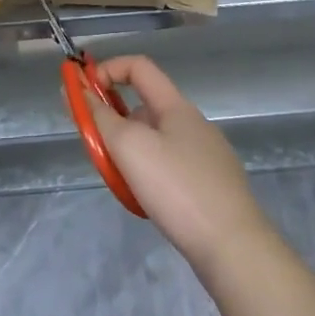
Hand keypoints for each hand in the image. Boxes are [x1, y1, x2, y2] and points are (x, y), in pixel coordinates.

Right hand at [78, 55, 273, 270]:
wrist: (234, 249)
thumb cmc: (178, 189)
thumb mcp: (131, 149)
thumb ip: (102, 118)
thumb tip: (80, 90)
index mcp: (176, 106)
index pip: (138, 67)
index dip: (108, 71)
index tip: (83, 94)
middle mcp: (193, 122)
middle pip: (145, 106)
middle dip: (115, 121)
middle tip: (98, 150)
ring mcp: (206, 155)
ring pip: (157, 140)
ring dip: (132, 151)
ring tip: (121, 183)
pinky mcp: (212, 185)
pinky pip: (171, 166)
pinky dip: (151, 173)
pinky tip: (148, 201)